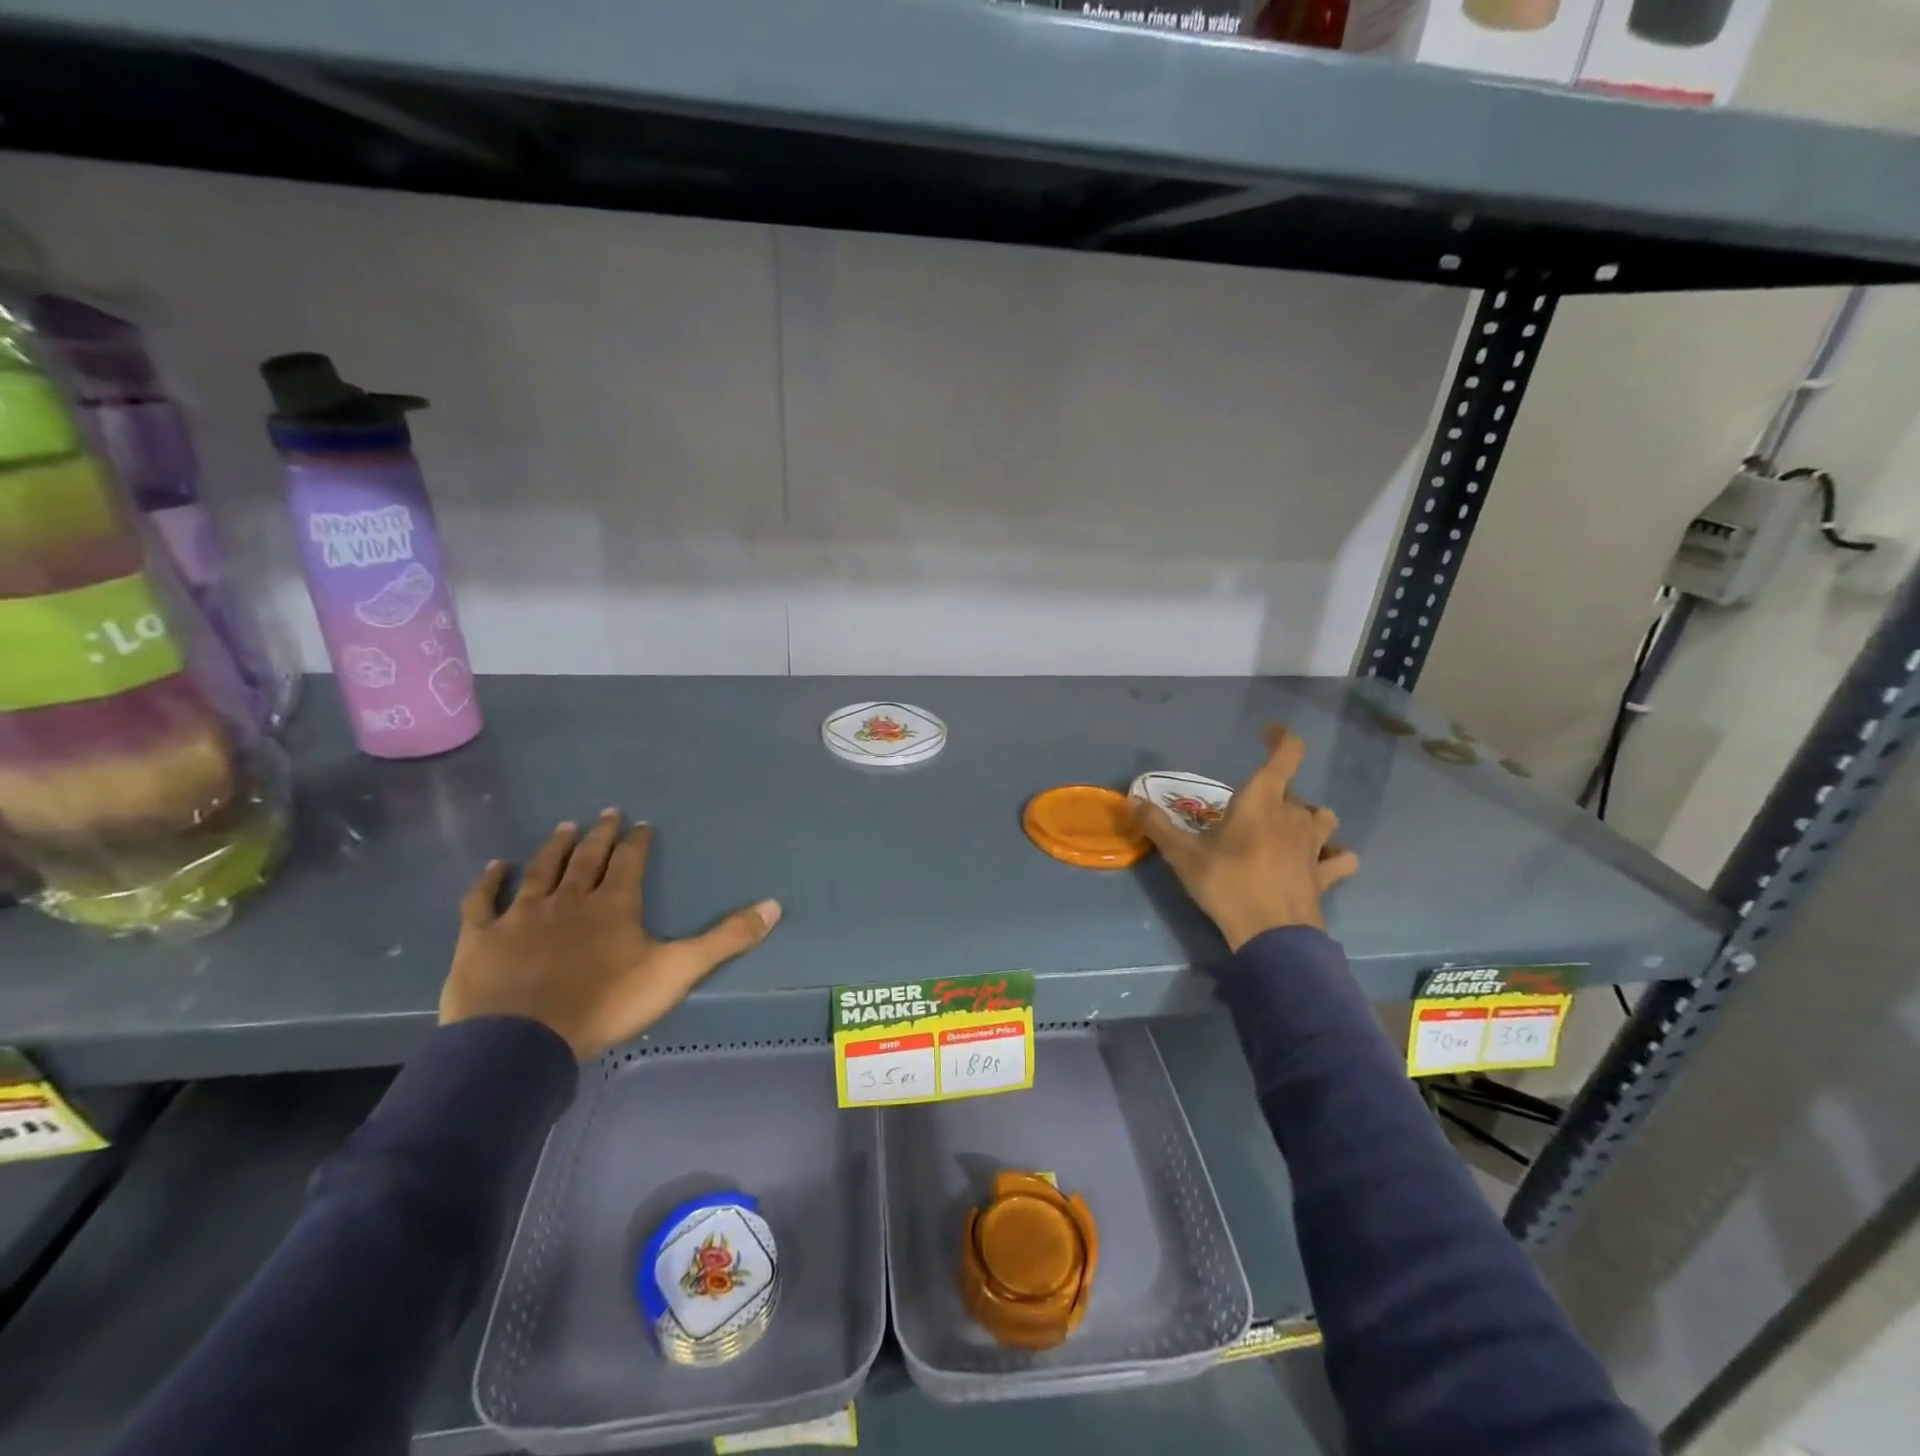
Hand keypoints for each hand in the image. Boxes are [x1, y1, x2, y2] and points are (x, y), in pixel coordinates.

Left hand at [440, 810, 781, 1059]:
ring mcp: (522, 915)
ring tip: (564, 826)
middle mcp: (569, 899)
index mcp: (614, 904)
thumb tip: (775, 905)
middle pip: (587, 858)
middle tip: (606, 812)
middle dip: (599, 834)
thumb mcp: (677, 972)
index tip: (641, 824)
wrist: (522, 1041)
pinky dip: (490, 881)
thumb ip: (726, 939)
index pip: (629, 862)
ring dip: (554, 847)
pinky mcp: (482, 937)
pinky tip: (496, 866)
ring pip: (541, 870)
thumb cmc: (605, 1004)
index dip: (638, 842)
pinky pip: (484, 900)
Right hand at [1132, 725, 1359, 951]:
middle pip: (1293, 790)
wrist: (1271, 935)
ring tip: (1287, 828)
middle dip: (1275, 792)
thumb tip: (1132, 800)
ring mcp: (1315, 845)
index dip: (1281, 737)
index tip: (1267, 732)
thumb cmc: (1227, 884)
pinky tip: (1322, 861)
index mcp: (1263, 800)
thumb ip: (1158, 826)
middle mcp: (1294, 814)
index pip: (1286, 754)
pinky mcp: (1326, 874)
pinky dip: (1334, 855)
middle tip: (1248, 809)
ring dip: (1307, 817)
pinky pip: (1340, 858)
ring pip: (1322, 817)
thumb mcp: (1183, 855)